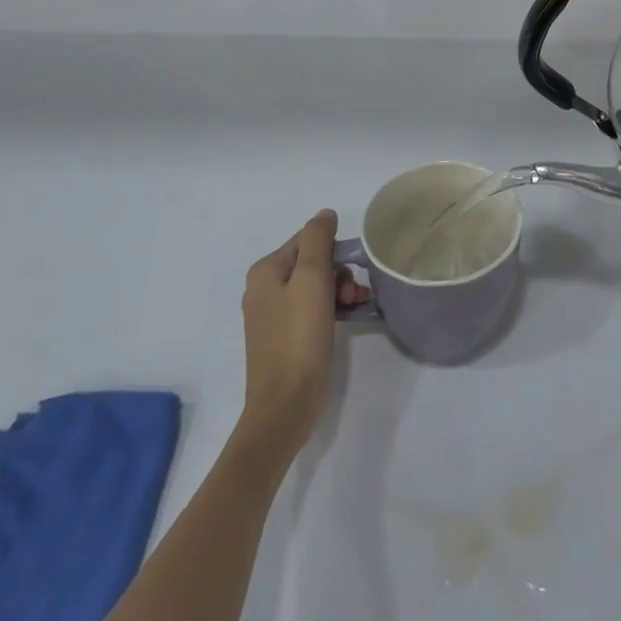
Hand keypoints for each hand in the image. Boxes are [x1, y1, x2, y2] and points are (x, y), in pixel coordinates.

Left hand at [238, 211, 369, 460]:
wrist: (285, 405)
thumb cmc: (299, 337)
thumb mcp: (312, 278)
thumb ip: (318, 239)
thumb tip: (325, 215)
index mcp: (266, 270)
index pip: (309, 240)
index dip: (335, 253)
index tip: (350, 276)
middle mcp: (263, 288)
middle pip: (313, 263)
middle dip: (340, 275)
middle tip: (355, 297)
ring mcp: (272, 315)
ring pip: (315, 286)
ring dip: (340, 293)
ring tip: (356, 309)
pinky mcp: (283, 338)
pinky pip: (311, 309)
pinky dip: (331, 310)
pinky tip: (348, 320)